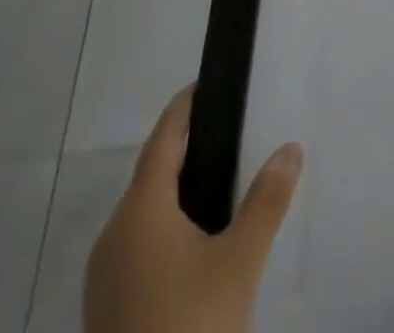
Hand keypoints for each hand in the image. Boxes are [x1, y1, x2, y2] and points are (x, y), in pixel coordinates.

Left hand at [85, 85, 303, 332]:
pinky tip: (191, 247)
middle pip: (150, 175)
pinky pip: (136, 247)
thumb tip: (291, 147)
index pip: (162, 138)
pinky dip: (162, 230)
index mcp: (140, 210)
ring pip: (141, 215)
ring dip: (172, 194)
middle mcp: (113, 234)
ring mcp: (103, 277)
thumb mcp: (239, 263)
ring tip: (216, 188)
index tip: (204, 84)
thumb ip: (266, 202)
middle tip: (225, 136)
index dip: (184, 108)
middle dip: (184, 151)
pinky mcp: (105, 310)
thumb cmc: (190, 324)